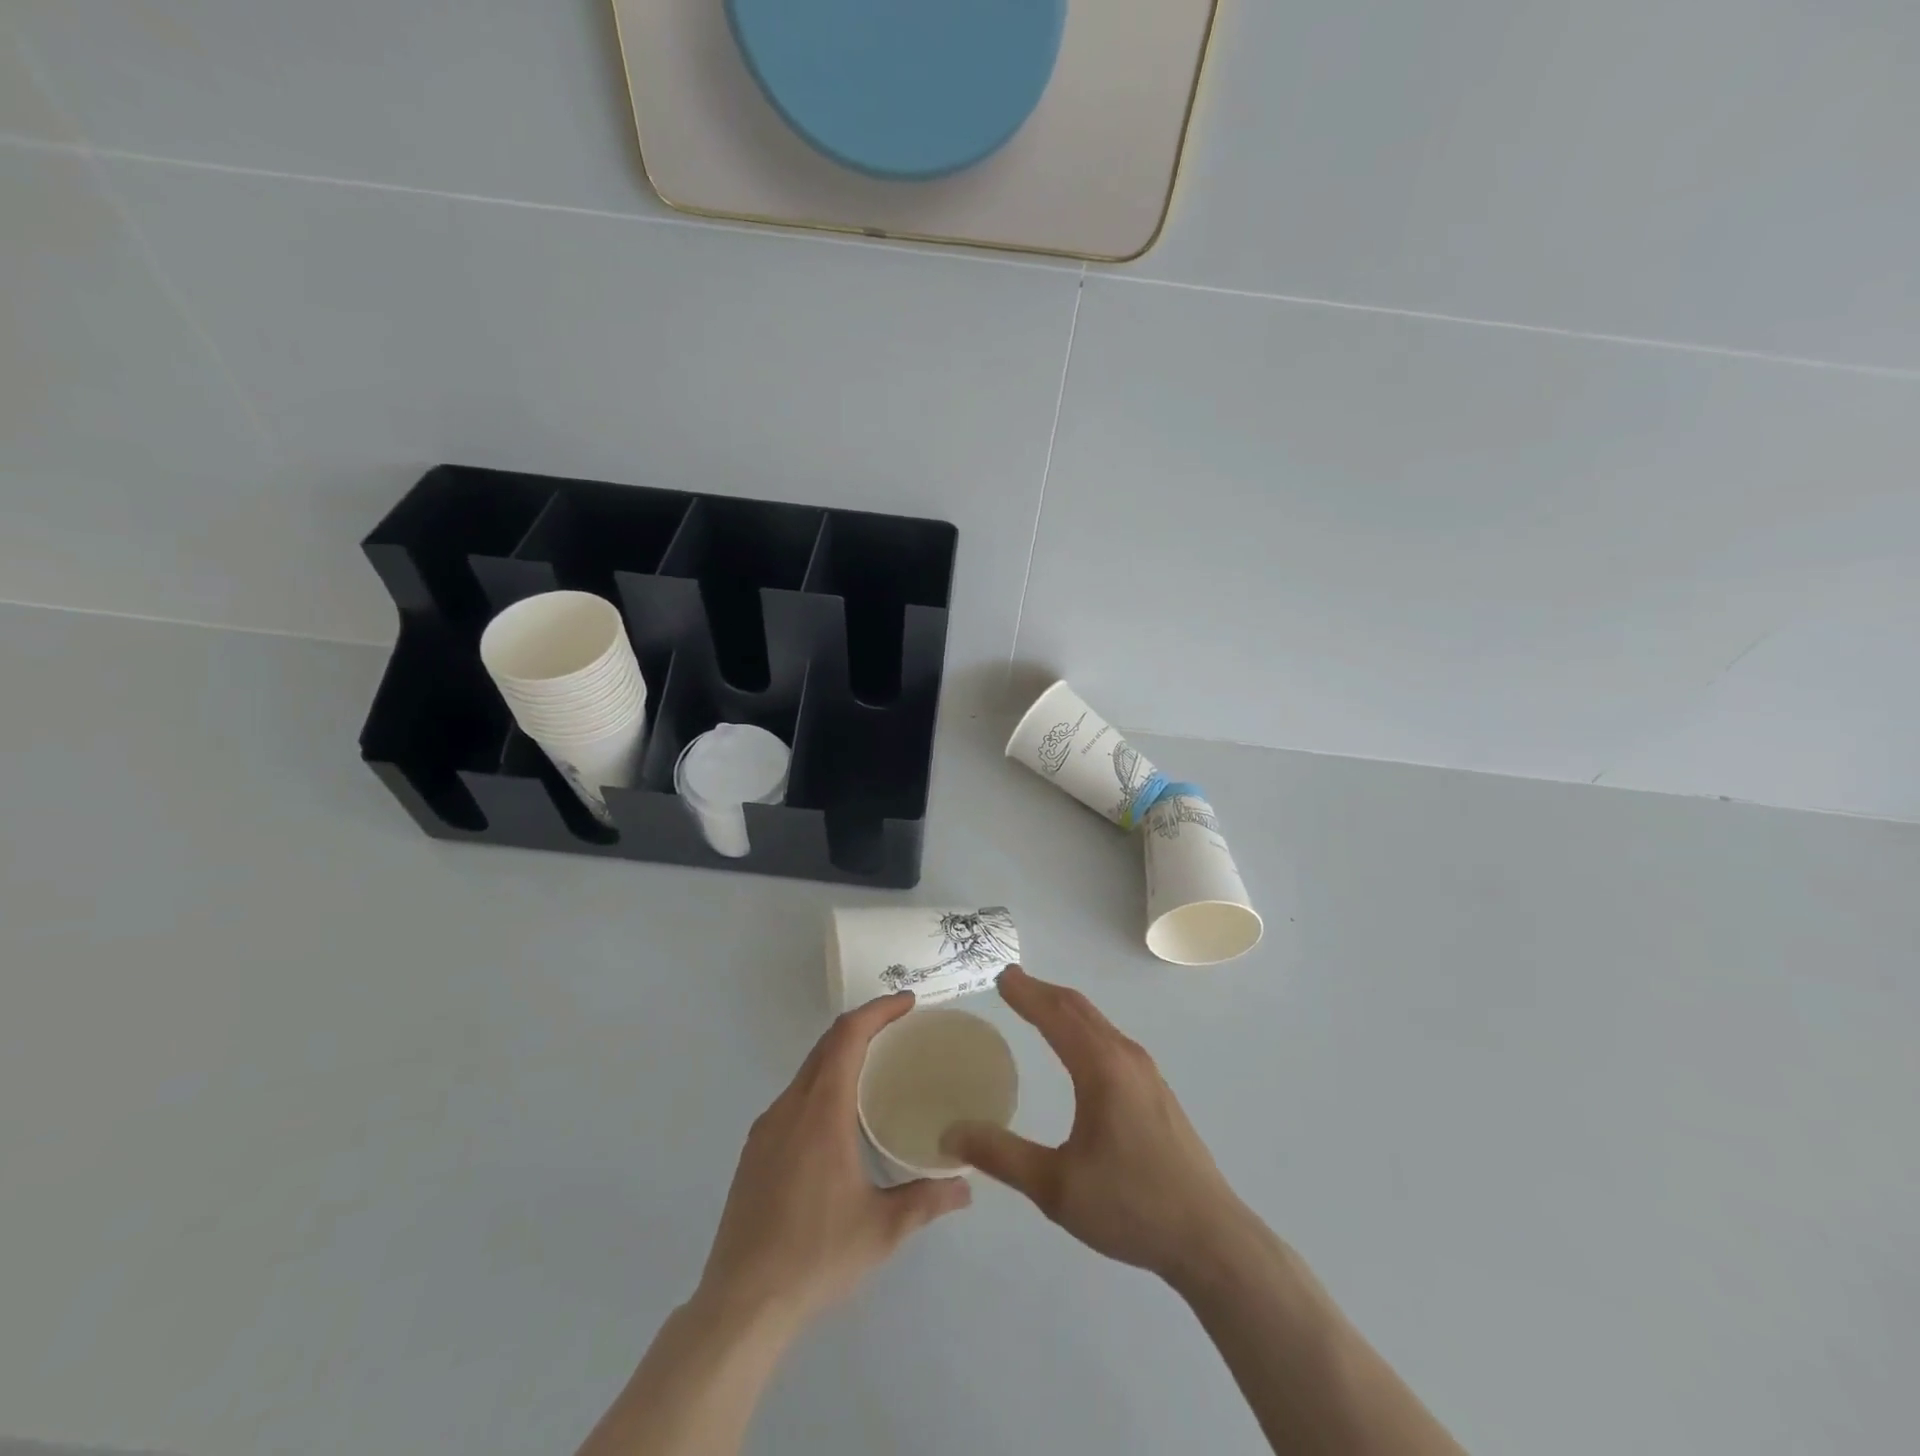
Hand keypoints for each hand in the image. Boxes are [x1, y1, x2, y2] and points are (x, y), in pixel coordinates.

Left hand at [696, 993, 970, 1329]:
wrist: (740, 1304)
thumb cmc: (815, 1257)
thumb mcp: (882, 1230)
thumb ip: (926, 1200)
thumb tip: (966, 1186)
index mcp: (821, 1112)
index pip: (847, 1037)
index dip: (878, 1010)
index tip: (908, 1003)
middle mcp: (790, 1108)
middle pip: (826, 1045)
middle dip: (864, 1026)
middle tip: (901, 1029)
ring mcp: (766, 1128)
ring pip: (807, 1070)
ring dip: (841, 1055)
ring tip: (877, 1067)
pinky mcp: (754, 1151)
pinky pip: (794, 1097)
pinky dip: (822, 1083)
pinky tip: (840, 1116)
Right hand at [941, 966, 1248, 1284]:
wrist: (1210, 1238)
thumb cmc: (1130, 1207)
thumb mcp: (1056, 1187)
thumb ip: (1001, 1156)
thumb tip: (951, 1134)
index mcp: (1101, 1068)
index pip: (1056, 1015)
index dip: (1026, 993)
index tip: (1000, 976)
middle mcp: (1126, 1057)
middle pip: (1079, 1008)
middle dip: (1043, 991)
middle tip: (1011, 982)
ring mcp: (1146, 1072)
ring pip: (1098, 1023)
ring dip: (1064, 1008)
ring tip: (1036, 1006)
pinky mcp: (1156, 1091)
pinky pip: (1110, 1039)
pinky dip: (1083, 1027)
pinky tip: (1076, 1048)